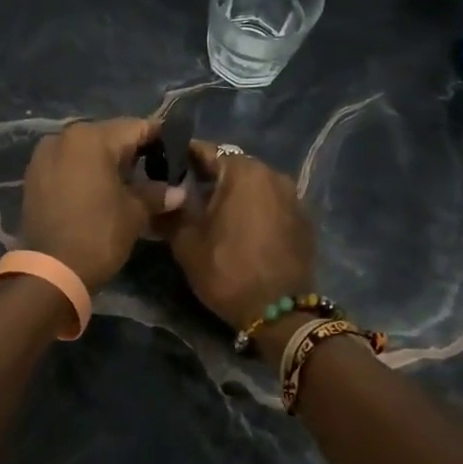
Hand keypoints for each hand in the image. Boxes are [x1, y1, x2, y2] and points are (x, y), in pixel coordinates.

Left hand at [19, 118, 183, 291]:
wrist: (50, 272)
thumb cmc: (98, 234)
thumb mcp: (134, 213)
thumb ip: (156, 193)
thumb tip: (178, 191)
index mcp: (92, 137)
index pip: (136, 127)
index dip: (159, 138)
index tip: (177, 151)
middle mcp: (65, 136)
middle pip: (109, 135)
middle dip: (132, 150)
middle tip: (155, 170)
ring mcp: (45, 154)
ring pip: (86, 148)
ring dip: (107, 160)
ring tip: (129, 182)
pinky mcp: (34, 174)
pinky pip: (68, 162)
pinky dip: (85, 170)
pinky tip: (101, 189)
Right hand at [158, 142, 315, 336]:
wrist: (280, 313)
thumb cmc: (228, 270)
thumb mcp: (187, 242)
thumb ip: (171, 211)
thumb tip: (159, 196)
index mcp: (242, 171)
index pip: (205, 151)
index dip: (181, 157)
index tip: (164, 167)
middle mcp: (272, 173)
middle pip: (231, 165)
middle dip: (208, 176)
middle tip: (185, 193)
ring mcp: (292, 195)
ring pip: (253, 184)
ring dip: (233, 192)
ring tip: (212, 212)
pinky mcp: (303, 218)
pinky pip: (270, 202)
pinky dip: (254, 207)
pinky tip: (239, 227)